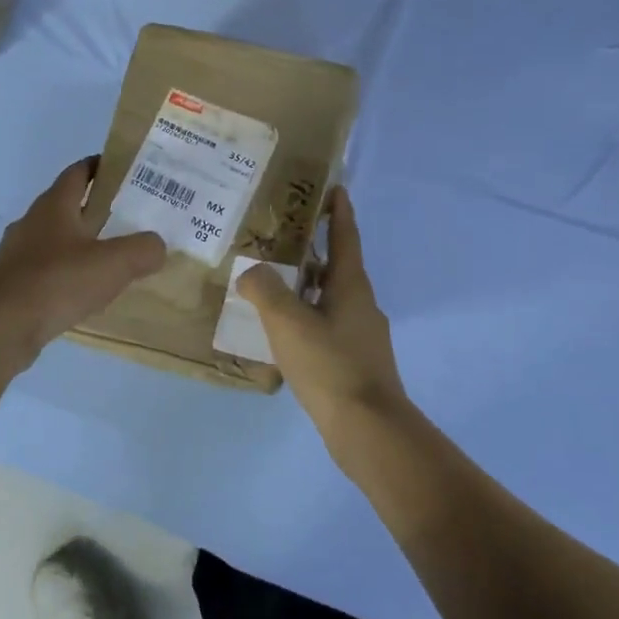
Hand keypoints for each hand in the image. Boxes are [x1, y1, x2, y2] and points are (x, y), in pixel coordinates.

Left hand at [0, 158, 165, 363]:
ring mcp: (16, 254)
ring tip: (111, 259)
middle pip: (67, 206)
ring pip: (55, 240)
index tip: (126, 170)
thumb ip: (143, 250)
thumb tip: (157, 246)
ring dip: (80, 245)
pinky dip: (66, 275)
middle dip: (96, 209)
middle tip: (130, 218)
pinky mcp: (11, 284)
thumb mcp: (113, 264)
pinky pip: (45, 271)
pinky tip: (83, 293)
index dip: (100, 166)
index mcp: (54, 205)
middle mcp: (32, 222)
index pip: (78, 172)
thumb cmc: (56, 282)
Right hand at [237, 186, 408, 436]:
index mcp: (351, 287)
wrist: (368, 429)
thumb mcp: (288, 322)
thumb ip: (265, 290)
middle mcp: (362, 305)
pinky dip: (308, 320)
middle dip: (314, 252)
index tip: (335, 189)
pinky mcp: (357, 363)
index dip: (340, 213)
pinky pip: (329, 328)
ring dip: (308, 289)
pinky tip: (285, 335)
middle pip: (338, 269)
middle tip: (282, 241)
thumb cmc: (330, 365)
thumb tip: (251, 272)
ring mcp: (363, 336)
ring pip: (332, 300)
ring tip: (274, 288)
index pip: (346, 238)